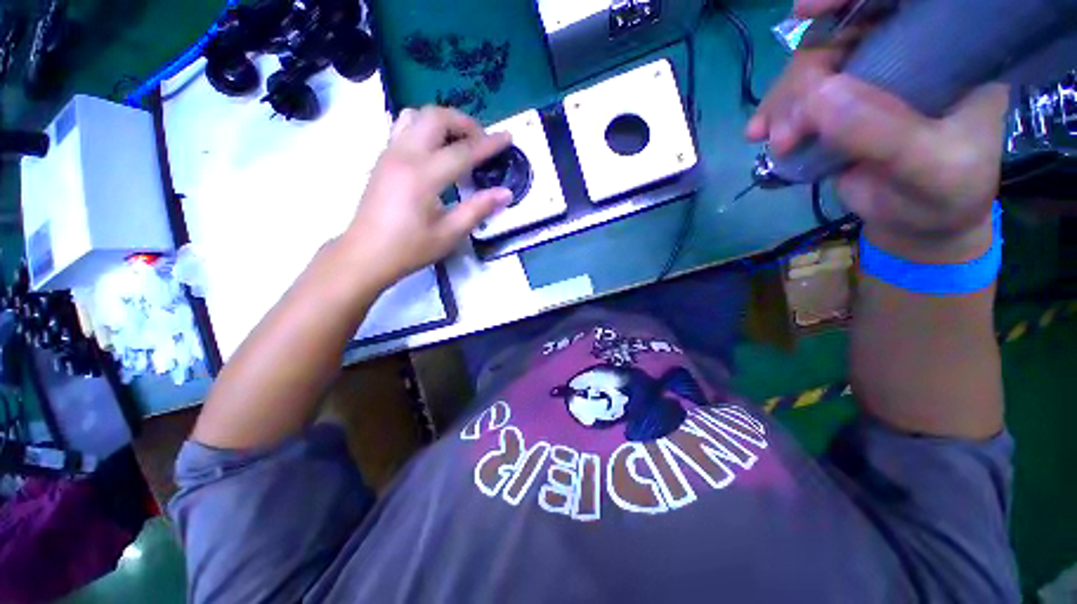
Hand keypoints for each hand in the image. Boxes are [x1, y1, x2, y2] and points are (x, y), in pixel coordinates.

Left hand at [343, 106, 511, 286]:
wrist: (366, 254)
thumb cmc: (409, 248)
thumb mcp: (449, 234)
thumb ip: (478, 209)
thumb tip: (506, 193)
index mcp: (423, 176)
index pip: (463, 151)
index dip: (489, 144)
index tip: (508, 137)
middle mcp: (404, 155)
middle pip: (436, 117)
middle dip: (464, 123)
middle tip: (481, 142)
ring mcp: (390, 153)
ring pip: (417, 115)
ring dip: (443, 122)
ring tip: (458, 143)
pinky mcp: (383, 158)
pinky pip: (404, 126)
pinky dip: (425, 128)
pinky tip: (435, 151)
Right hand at [747, 0, 1008, 261]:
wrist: (918, 223)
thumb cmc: (944, 194)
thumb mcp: (929, 167)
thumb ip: (885, 134)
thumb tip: (817, 97)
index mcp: (950, 51)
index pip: (904, 1)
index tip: (805, 11)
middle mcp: (907, 52)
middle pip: (844, 33)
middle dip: (805, 75)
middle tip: (788, 128)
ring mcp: (868, 78)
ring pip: (812, 66)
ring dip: (783, 102)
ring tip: (775, 142)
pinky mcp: (837, 105)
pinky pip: (797, 97)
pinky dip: (774, 114)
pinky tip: (759, 135)